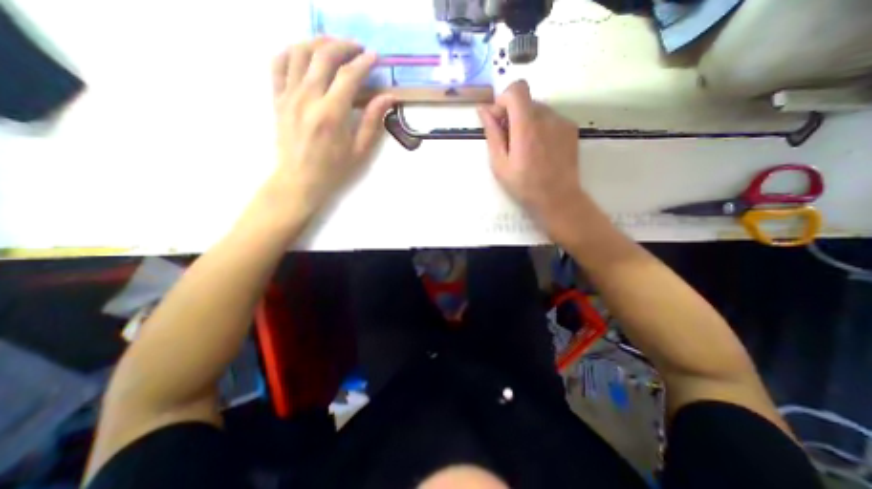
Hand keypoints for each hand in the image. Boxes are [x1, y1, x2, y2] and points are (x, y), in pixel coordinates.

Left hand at [260, 39, 393, 218]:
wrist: (299, 180)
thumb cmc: (334, 170)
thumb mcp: (359, 151)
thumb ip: (373, 122)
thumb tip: (388, 98)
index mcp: (332, 114)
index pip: (349, 76)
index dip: (364, 63)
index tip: (374, 57)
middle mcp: (308, 98)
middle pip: (324, 56)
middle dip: (344, 46)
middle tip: (358, 49)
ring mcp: (289, 95)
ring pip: (300, 52)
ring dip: (319, 43)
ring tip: (335, 47)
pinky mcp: (277, 98)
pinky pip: (279, 63)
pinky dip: (292, 51)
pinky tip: (306, 54)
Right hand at [476, 80, 591, 235]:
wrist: (558, 198)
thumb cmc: (524, 185)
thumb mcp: (500, 164)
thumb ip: (492, 134)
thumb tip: (483, 110)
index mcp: (526, 127)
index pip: (517, 89)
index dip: (504, 99)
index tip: (499, 120)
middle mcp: (547, 118)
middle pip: (526, 100)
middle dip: (513, 114)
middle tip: (509, 140)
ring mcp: (562, 122)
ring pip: (538, 109)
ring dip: (526, 121)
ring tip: (526, 148)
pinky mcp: (570, 128)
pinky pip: (550, 118)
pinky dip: (540, 127)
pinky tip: (540, 149)